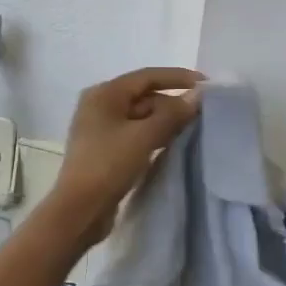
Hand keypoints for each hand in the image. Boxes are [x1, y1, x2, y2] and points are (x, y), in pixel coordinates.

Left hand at [50, 67, 202, 240]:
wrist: (80, 209)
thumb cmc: (109, 165)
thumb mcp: (144, 137)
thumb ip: (172, 114)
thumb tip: (197, 96)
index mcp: (104, 94)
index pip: (147, 77)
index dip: (178, 78)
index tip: (206, 84)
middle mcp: (100, 105)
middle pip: (144, 96)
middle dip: (172, 103)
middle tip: (203, 114)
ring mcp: (101, 129)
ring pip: (141, 117)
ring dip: (165, 121)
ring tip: (194, 128)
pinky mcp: (105, 149)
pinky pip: (135, 134)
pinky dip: (154, 135)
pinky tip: (173, 144)